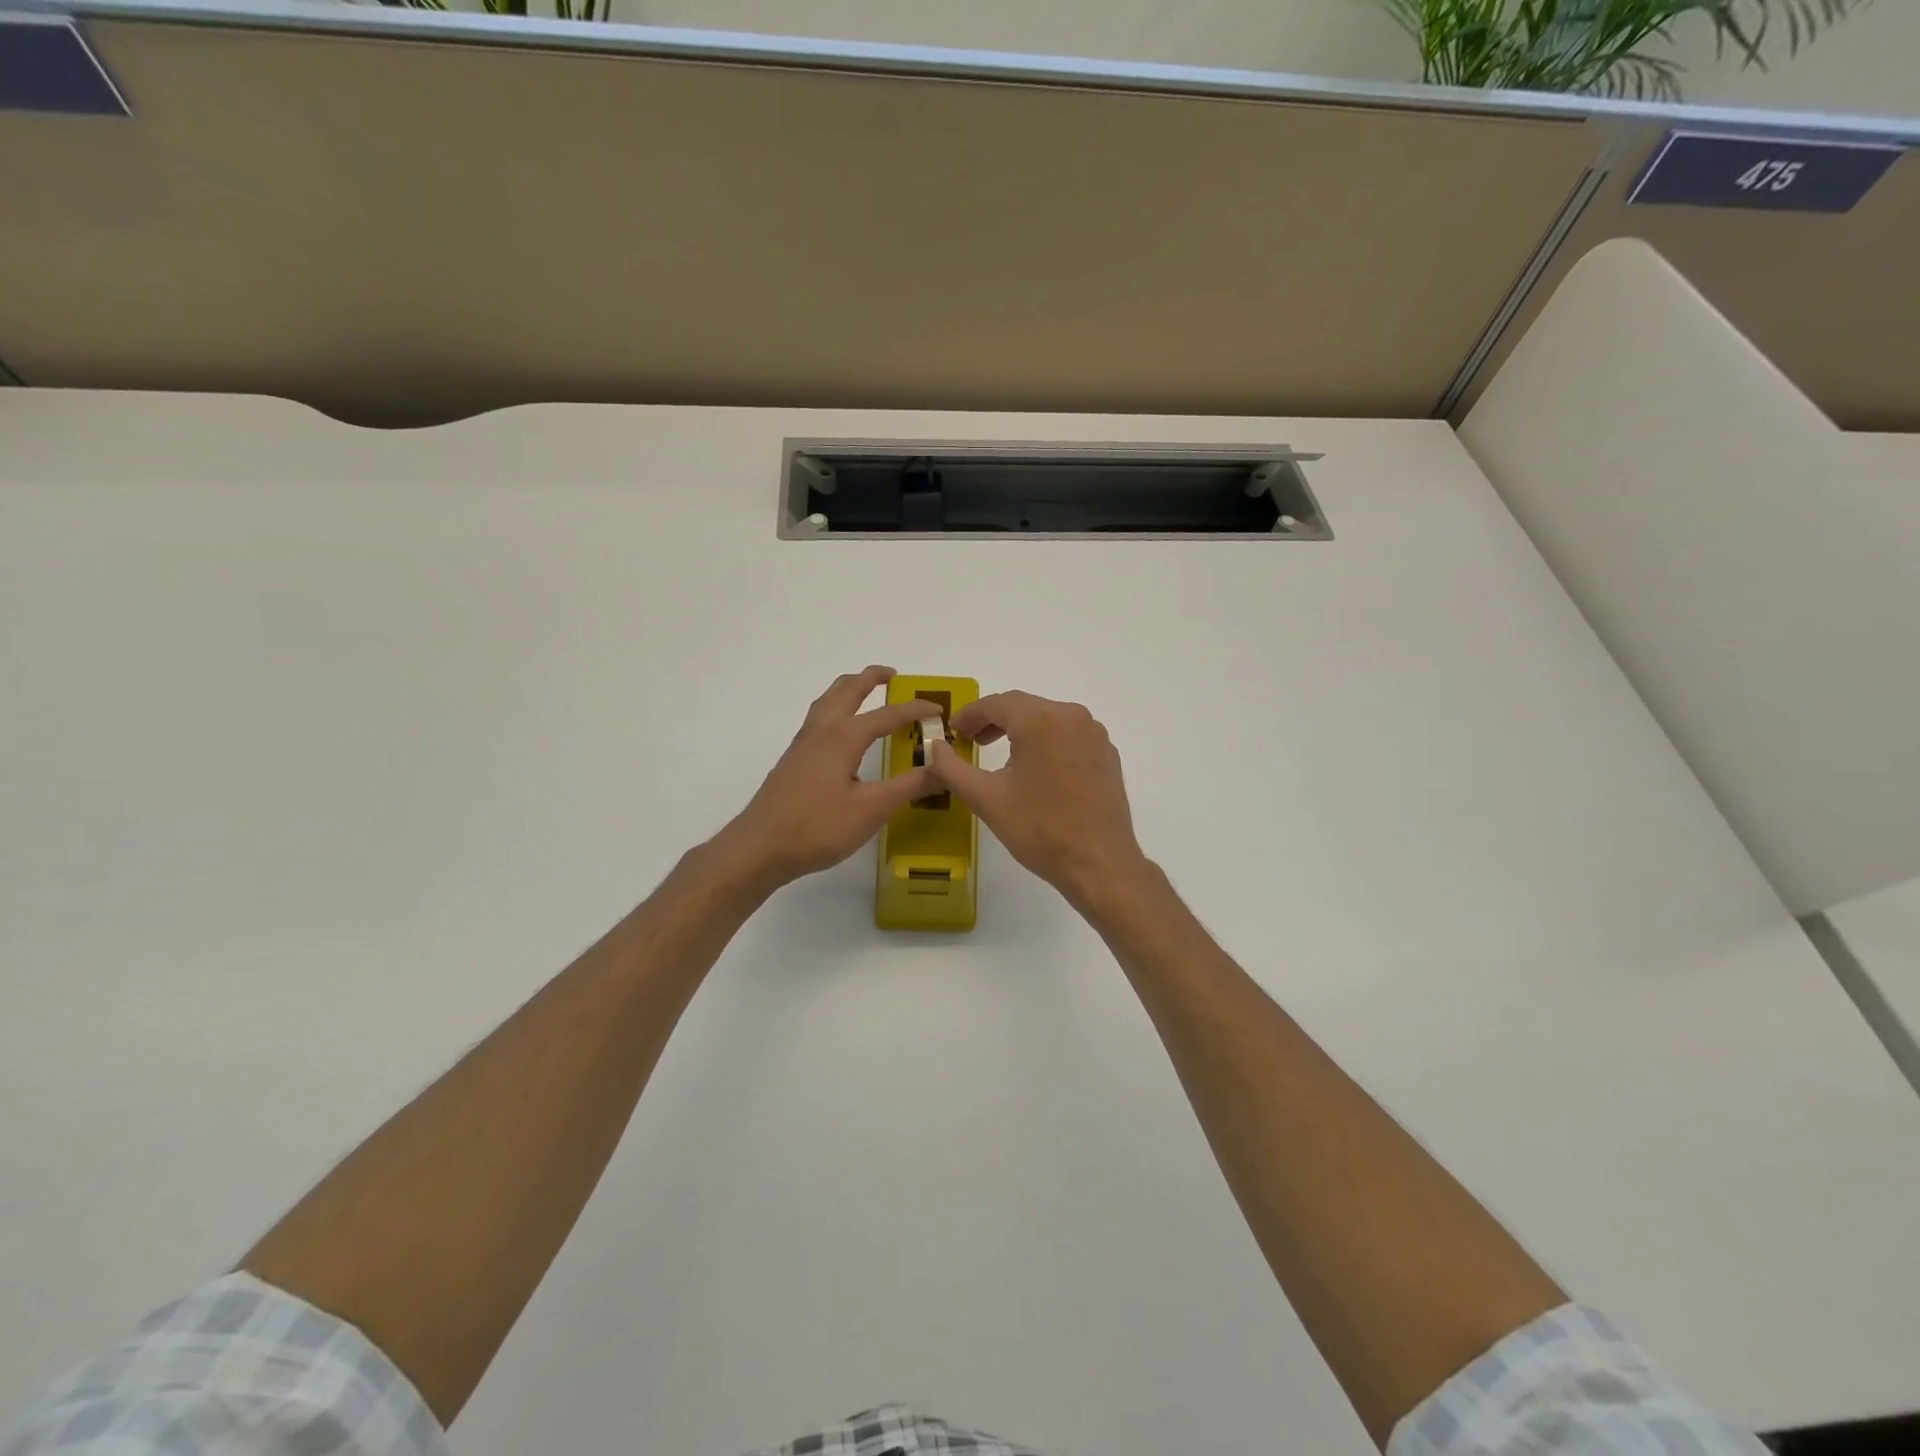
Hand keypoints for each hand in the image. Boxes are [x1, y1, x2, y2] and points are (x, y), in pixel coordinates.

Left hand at [715, 666, 940, 893]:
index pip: (887, 714)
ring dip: (849, 689)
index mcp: (843, 736)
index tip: (938, 709)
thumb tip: (942, 768)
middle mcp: (822, 730)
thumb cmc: (818, 826)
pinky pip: (819, 718)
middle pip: (847, 690)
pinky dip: (836, 708)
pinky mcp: (794, 760)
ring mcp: (803, 744)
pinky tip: (841, 732)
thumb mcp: (872, 809)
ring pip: (828, 701)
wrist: (760, 847)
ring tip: (866, 691)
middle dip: (871, 678)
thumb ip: (908, 786)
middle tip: (893, 675)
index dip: (915, 710)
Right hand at [926, 690, 1149, 909]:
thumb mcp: (987, 799)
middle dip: (994, 720)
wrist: (1100, 864)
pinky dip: (1046, 742)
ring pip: (1049, 719)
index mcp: (1042, 721)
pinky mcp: (1107, 754)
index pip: (998, 703)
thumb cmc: (1040, 830)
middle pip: (1025, 707)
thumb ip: (952, 768)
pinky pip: (1069, 736)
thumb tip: (934, 747)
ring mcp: (1094, 735)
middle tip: (970, 741)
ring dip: (1021, 730)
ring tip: (1000, 755)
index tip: (953, 731)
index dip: (971, 714)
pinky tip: (1036, 769)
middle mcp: (1072, 717)